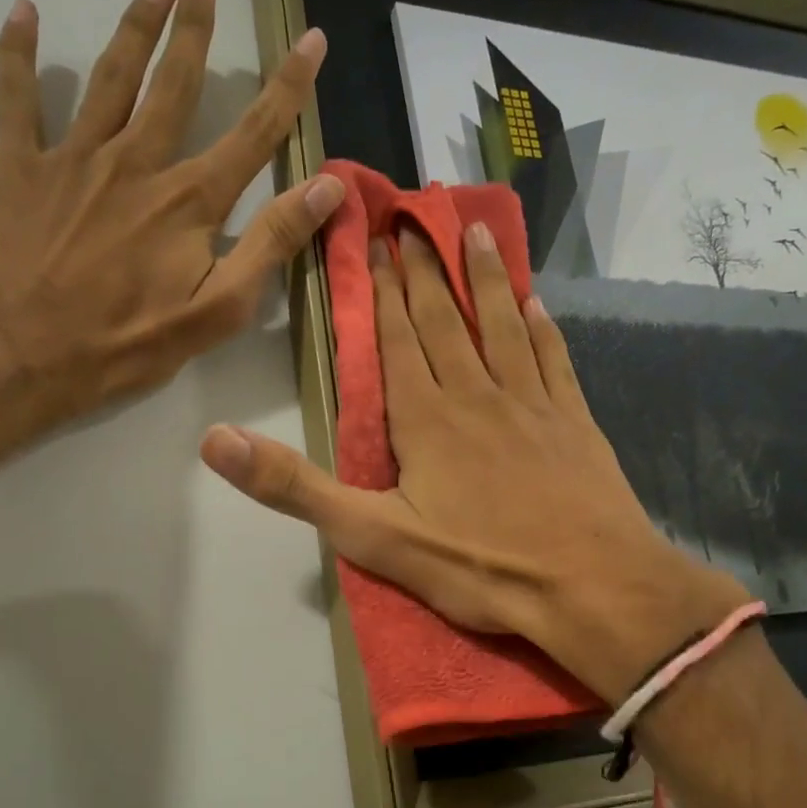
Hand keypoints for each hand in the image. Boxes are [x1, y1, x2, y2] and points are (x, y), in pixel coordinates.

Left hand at [0, 0, 342, 453]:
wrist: (18, 354)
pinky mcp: (18, 168)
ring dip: (134, 28)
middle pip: (174, 84)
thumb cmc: (123, 344)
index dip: (287, 86)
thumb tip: (327, 186)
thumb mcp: (215, 311)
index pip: (253, 134)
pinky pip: (17, 98)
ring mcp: (73, 159)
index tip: (312, 40)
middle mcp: (136, 163)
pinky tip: (23, 13)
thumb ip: (270, 246)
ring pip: (110, 78)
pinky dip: (18, 52)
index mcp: (188, 202)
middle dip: (194, 30)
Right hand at [202, 223, 747, 704]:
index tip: (377, 243)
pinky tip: (537, 305)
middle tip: (415, 220)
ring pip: (502, 325)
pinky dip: (542, 328)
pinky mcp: (574, 422)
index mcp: (425, 418)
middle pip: (445, 321)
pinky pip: (554, 360)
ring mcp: (531, 403)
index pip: (397, 341)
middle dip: (425, 271)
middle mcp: (476, 394)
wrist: (591, 587)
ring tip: (474, 233)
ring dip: (486, 279)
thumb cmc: (479, 565)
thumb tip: (214, 440)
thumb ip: (295, 486)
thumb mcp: (372, 536)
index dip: (384, 293)